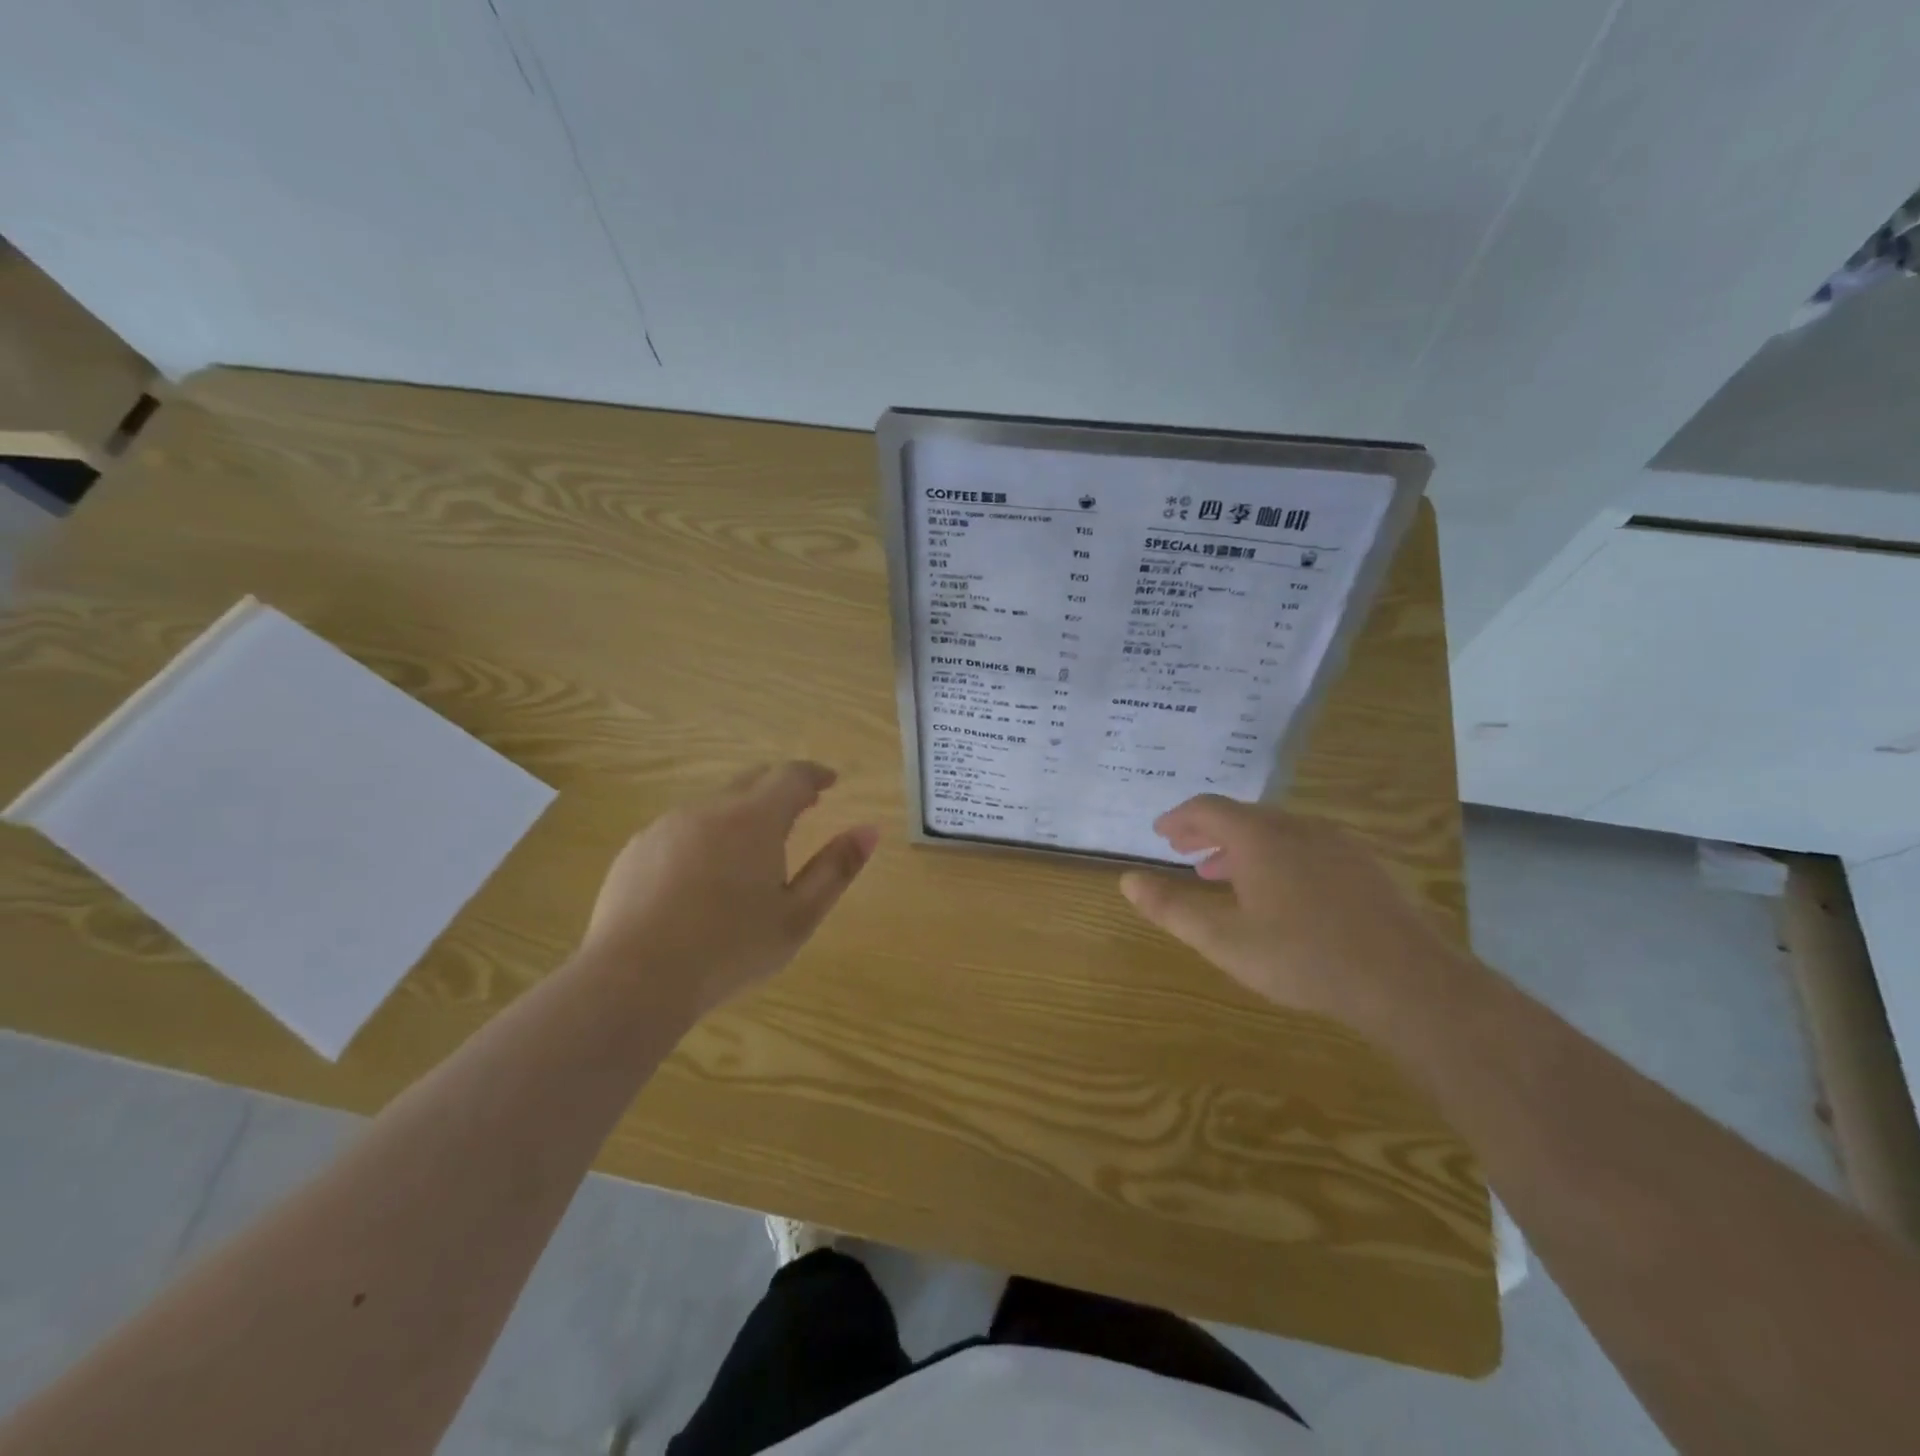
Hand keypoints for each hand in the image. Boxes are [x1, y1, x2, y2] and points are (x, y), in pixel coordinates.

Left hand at [578, 761, 878, 1016]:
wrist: (633, 980)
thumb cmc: (729, 950)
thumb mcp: (798, 917)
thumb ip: (836, 869)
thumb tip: (869, 830)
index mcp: (754, 819)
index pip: (791, 776)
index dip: (815, 774)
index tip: (830, 782)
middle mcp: (709, 809)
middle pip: (752, 780)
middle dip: (780, 788)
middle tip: (802, 807)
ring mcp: (666, 826)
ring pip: (714, 804)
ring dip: (741, 813)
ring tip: (753, 850)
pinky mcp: (636, 849)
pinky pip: (681, 828)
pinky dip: (705, 836)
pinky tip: (703, 877)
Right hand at [1118, 794, 1461, 1026]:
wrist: (1405, 982)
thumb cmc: (1302, 957)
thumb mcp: (1223, 939)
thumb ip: (1171, 907)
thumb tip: (1127, 879)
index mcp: (1259, 836)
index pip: (1207, 808)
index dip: (1178, 818)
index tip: (1160, 833)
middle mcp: (1297, 827)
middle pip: (1242, 816)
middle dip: (1207, 833)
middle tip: (1184, 852)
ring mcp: (1336, 844)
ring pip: (1276, 832)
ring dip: (1241, 847)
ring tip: (1222, 875)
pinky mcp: (1363, 866)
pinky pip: (1305, 847)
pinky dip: (1275, 858)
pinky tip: (1278, 894)